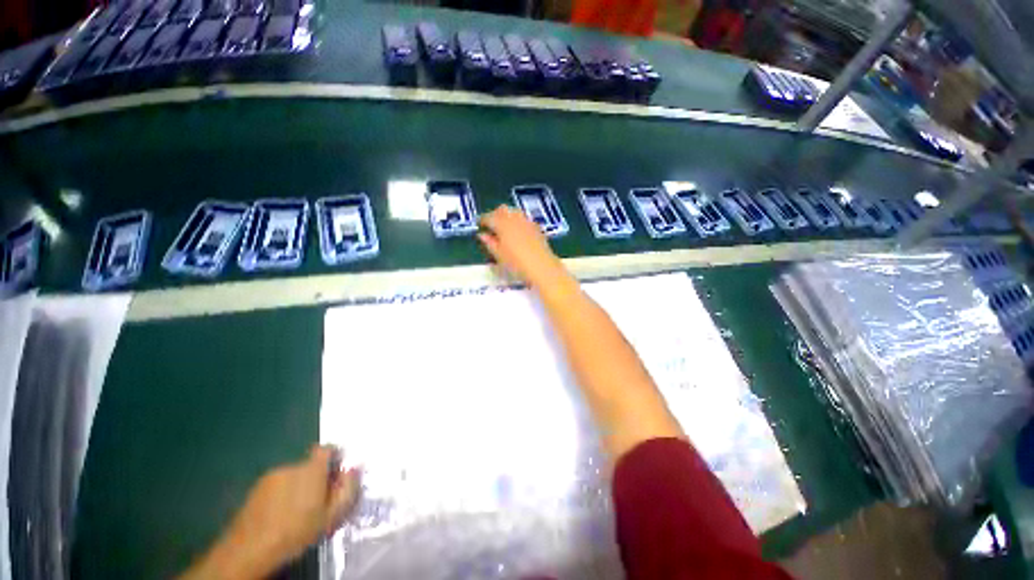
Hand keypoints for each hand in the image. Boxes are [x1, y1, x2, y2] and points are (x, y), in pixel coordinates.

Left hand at [182, 446, 360, 579]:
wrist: (249, 549)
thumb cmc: (296, 532)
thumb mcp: (332, 515)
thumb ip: (347, 488)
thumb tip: (354, 468)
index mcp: (312, 469)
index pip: (327, 448)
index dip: (334, 458)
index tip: (337, 475)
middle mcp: (291, 466)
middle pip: (310, 465)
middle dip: (315, 478)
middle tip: (318, 501)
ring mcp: (270, 477)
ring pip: (292, 476)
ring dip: (297, 487)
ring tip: (296, 512)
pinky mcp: (255, 489)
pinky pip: (276, 485)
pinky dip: (281, 495)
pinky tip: (279, 515)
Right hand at [479, 206, 573, 293]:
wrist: (542, 267)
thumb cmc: (517, 264)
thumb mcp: (499, 256)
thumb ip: (489, 243)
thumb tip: (482, 235)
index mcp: (502, 225)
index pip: (489, 217)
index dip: (482, 220)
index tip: (479, 225)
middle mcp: (515, 219)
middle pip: (502, 209)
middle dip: (495, 214)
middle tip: (491, 225)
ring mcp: (527, 222)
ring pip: (514, 211)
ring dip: (507, 216)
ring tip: (504, 227)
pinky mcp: (536, 227)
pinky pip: (524, 218)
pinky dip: (517, 221)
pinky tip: (517, 231)